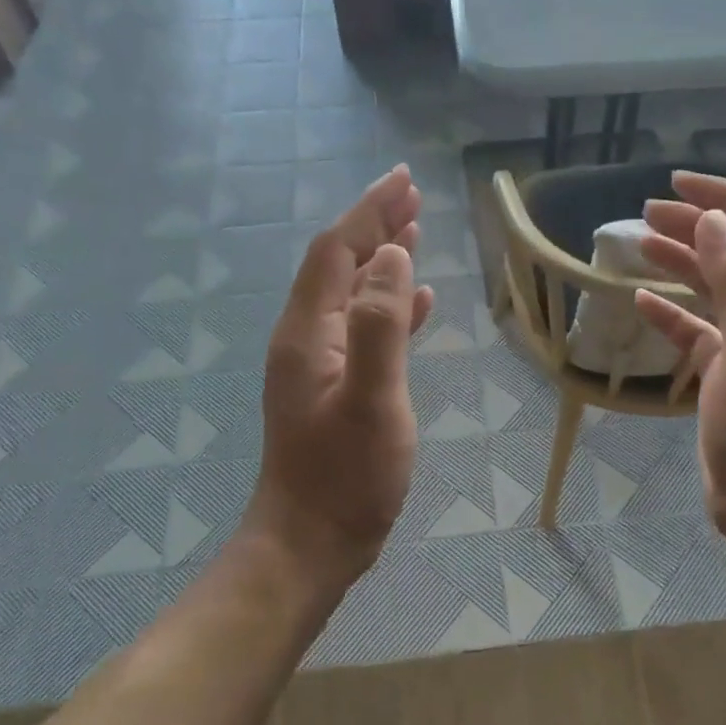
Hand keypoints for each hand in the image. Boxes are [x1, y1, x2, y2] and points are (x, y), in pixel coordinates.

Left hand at [245, 165, 433, 598]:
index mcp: (309, 332)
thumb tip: (391, 256)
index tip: (403, 181)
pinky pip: (364, 330)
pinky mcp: (337, 389)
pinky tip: (417, 303)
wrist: (311, 543)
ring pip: (354, 294)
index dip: (368, 212)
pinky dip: (390, 307)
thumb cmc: (346, 476)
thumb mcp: (371, 399)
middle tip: (413, 198)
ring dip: (383, 261)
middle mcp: (308, 339)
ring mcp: (320, 365)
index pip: (337, 252)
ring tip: (416, 234)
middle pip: (341, 265)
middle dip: (374, 226)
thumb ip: (380, 325)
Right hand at [634, 172, 725, 559]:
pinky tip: (642, 301)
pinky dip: (670, 313)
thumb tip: (713, 221)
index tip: (679, 182)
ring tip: (639, 244)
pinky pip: (695, 331)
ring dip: (680, 263)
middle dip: (695, 226)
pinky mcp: (725, 374)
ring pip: (712, 289)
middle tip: (648, 212)